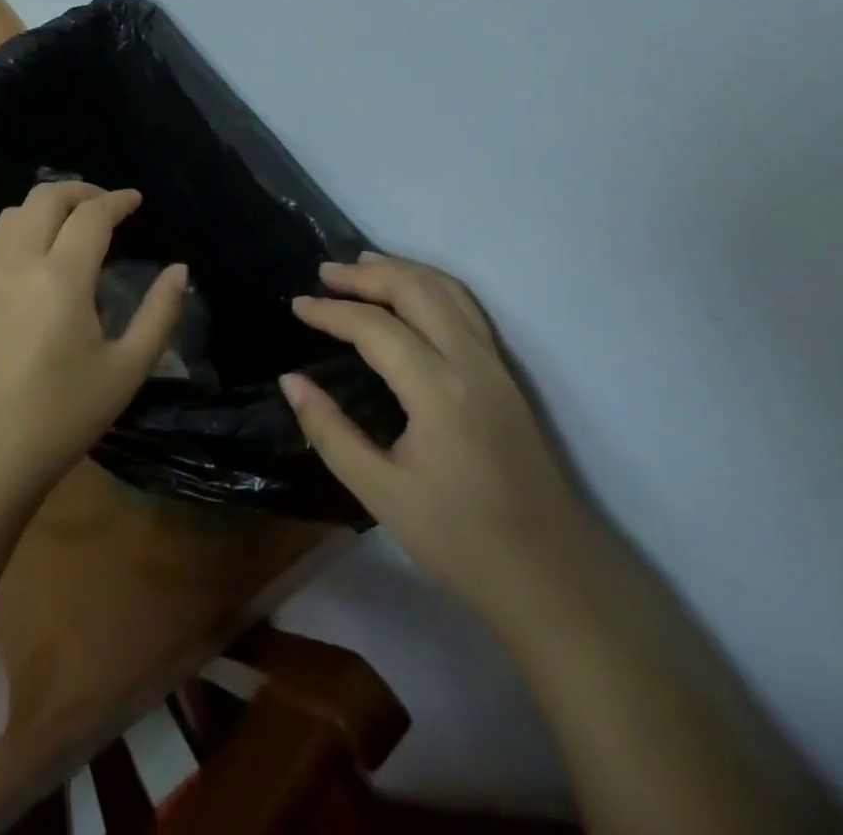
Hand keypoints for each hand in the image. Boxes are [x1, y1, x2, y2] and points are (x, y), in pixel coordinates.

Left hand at [0, 181, 185, 505]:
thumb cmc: (62, 418)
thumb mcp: (125, 370)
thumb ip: (159, 313)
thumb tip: (180, 269)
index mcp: (61, 278)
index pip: (92, 215)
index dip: (118, 201)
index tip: (136, 200)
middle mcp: (17, 263)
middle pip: (45, 197)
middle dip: (81, 191)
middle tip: (107, 206)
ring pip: (13, 213)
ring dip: (46, 207)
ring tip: (70, 224)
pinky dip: (18, 230)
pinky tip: (32, 256)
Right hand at [281, 253, 589, 616]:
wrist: (552, 577)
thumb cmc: (459, 540)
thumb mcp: (380, 493)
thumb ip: (330, 431)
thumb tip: (290, 381)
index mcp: (439, 390)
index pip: (376, 327)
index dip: (332, 311)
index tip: (297, 305)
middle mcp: (471, 362)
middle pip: (417, 290)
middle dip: (367, 274)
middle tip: (324, 273)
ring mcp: (496, 365)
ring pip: (448, 291)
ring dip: (402, 270)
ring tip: (361, 266)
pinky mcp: (507, 375)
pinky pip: (466, 308)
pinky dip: (430, 285)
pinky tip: (411, 294)